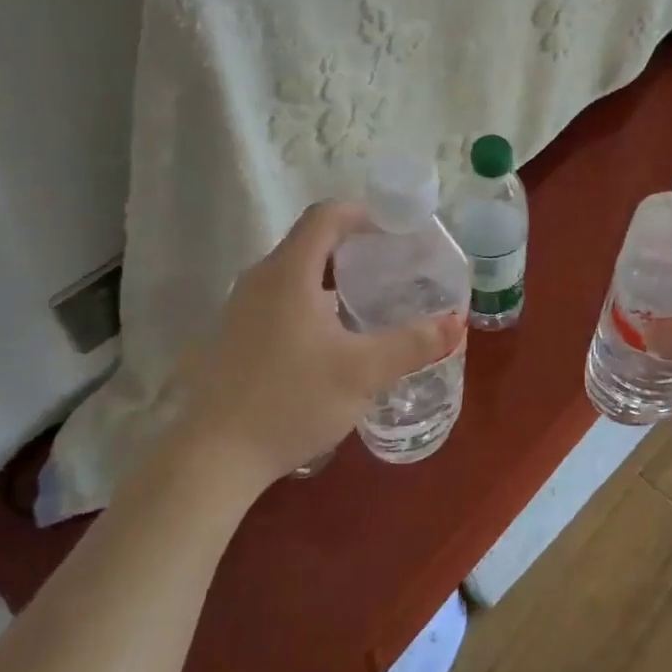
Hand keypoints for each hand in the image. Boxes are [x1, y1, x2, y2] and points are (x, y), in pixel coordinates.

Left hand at [172, 201, 465, 492]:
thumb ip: (413, 343)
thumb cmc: (292, 401)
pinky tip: (329, 338)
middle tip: (391, 266)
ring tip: (366, 301)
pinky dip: (309, 300)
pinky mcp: (233, 335)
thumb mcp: (363, 372)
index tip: (396, 230)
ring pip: (293, 273)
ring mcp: (240, 307)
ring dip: (331, 276)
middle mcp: (260, 279)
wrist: (214, 458)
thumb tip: (456, 322)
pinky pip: (278, 298)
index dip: (363, 213)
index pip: (325, 216)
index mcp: (289, 272)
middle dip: (353, 246)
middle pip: (310, 241)